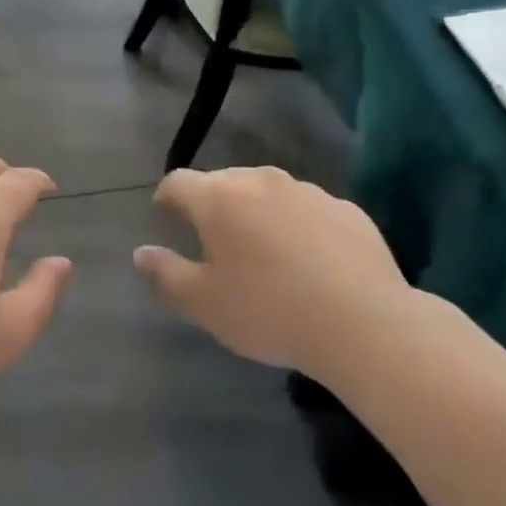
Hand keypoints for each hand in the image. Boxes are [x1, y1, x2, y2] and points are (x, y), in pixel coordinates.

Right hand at [133, 166, 409, 372]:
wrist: (365, 324)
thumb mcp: (204, 304)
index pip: (178, 182)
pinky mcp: (347, 209)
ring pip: (269, 192)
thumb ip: (165, 274)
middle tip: (212, 238)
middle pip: (224, 181)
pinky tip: (308, 261)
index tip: (164, 215)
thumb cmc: (269, 311)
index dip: (166, 197)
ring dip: (257, 212)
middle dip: (212, 203)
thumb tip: (140, 253)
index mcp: (219, 198)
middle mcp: (261, 182)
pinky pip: (308, 210)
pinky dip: (298, 225)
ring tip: (262, 249)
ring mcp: (308, 192)